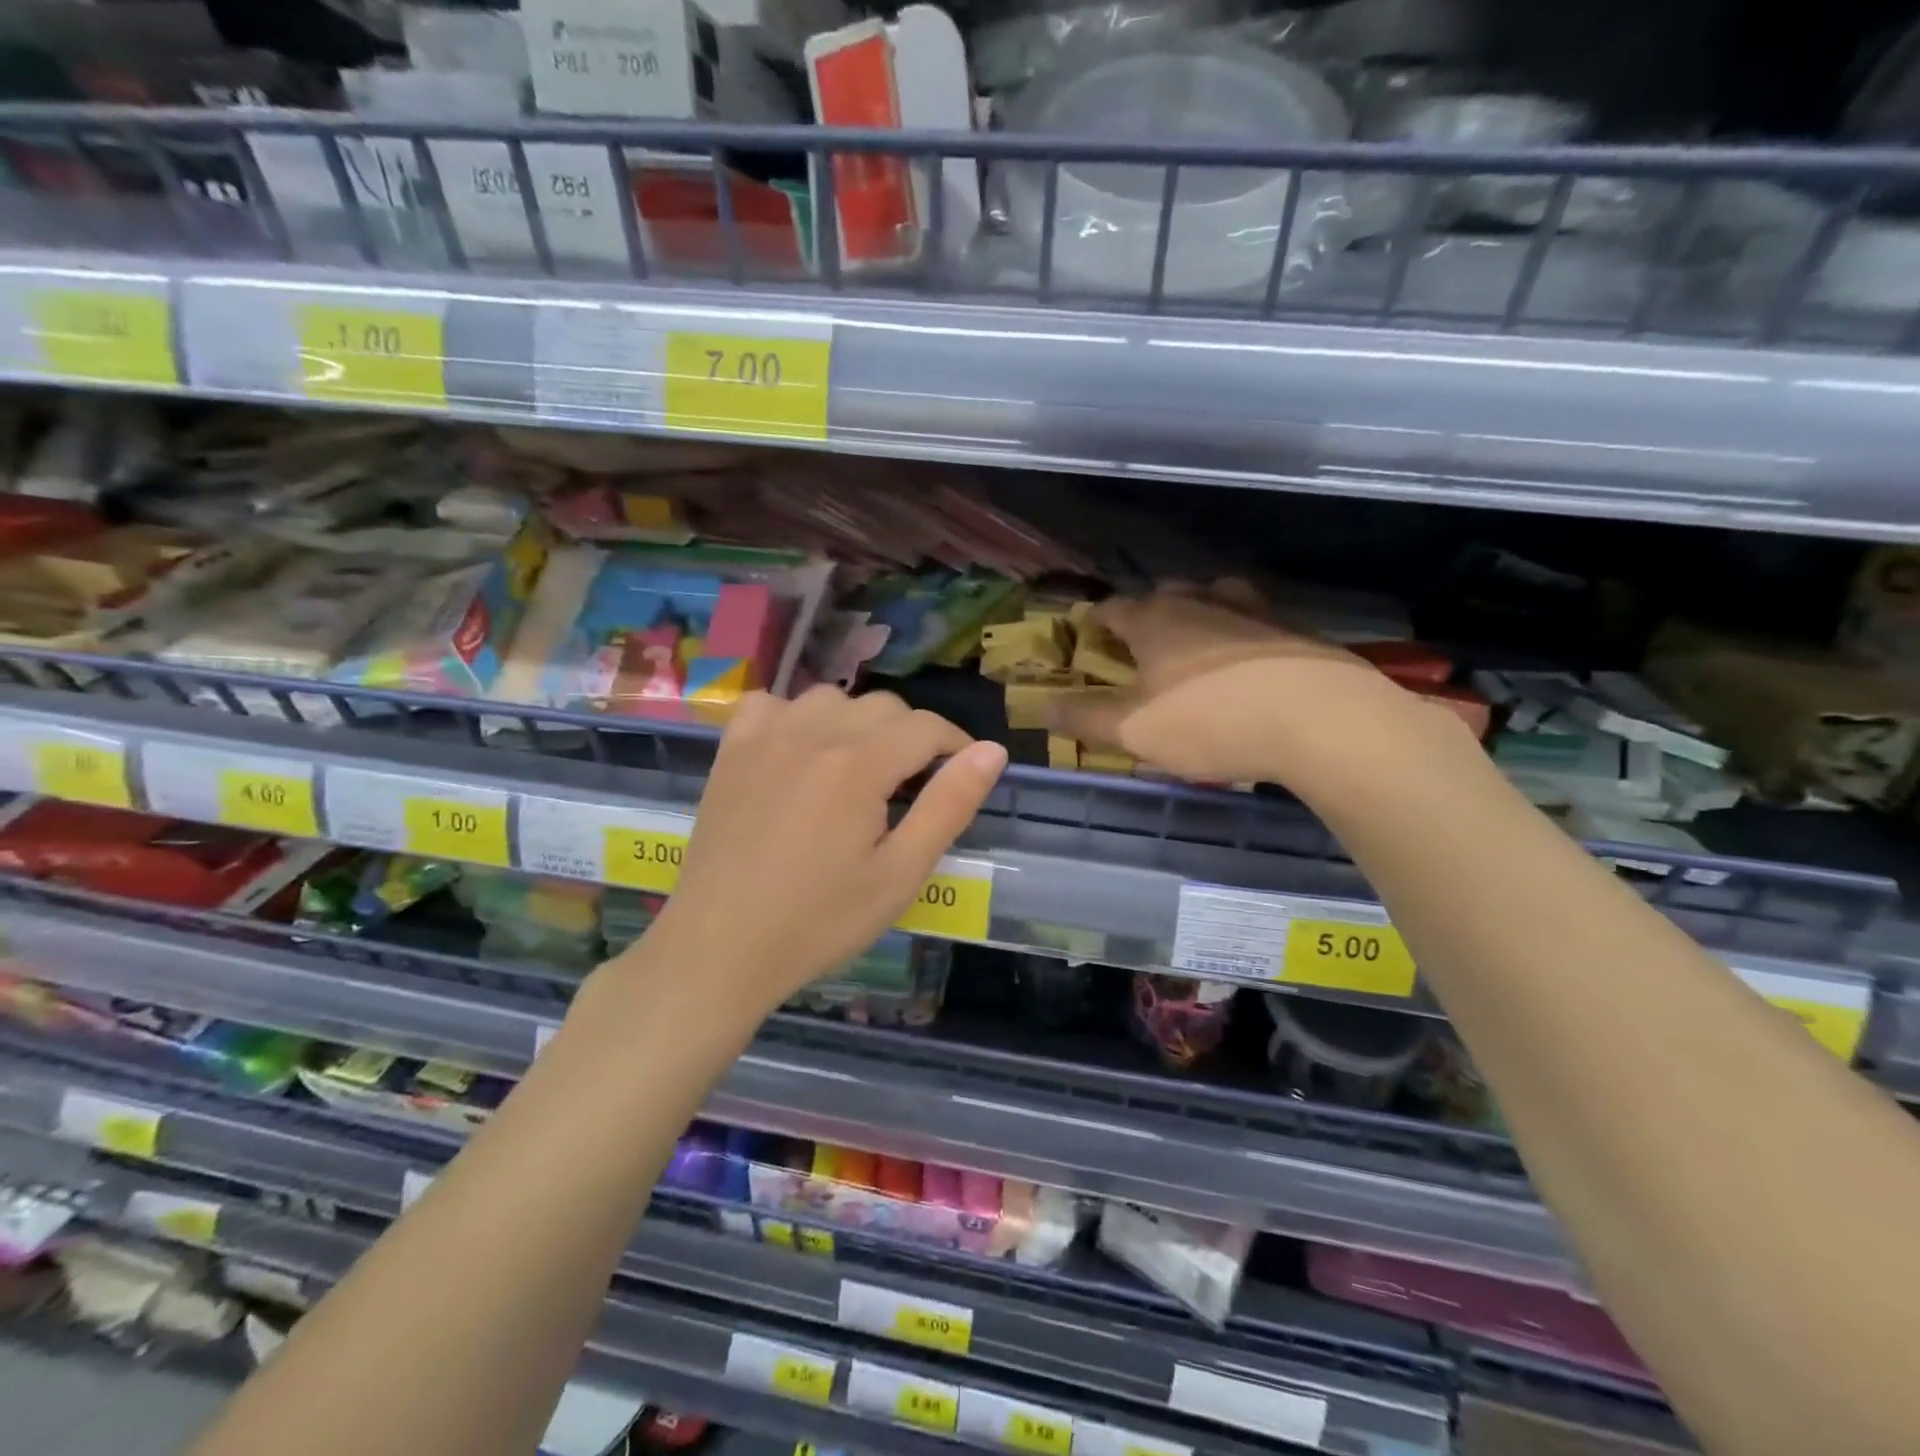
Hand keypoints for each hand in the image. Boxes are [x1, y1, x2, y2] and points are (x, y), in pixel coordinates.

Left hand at [640, 686, 1007, 1008]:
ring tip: (860, 771)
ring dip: (859, 724)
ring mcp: (766, 735)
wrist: (720, 947)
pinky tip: (801, 752)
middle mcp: (812, 732)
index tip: (962, 774)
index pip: (926, 727)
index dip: (956, 745)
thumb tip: (991, 750)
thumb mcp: (900, 874)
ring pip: (833, 698)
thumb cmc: (819, 920)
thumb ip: (949, 806)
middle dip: (912, 737)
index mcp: (859, 764)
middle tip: (913, 788)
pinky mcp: (732, 749)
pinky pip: (775, 704)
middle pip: (884, 707)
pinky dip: (798, 717)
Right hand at [1048, 583, 1451, 787]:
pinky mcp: (1292, 628)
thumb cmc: (1211, 721)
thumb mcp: (1134, 731)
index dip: (1096, 621)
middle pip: (1163, 596)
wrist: (1320, 720)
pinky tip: (1245, 663)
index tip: (1088, 635)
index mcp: (1155, 620)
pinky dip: (1239, 635)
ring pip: (1212, 599)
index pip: (1113, 608)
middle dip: (1146, 616)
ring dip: (1196, 616)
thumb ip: (1084, 717)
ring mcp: (1251, 610)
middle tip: (1139, 647)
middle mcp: (1200, 601)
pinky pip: (1252, 622)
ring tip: (1193, 645)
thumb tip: (1040, 706)